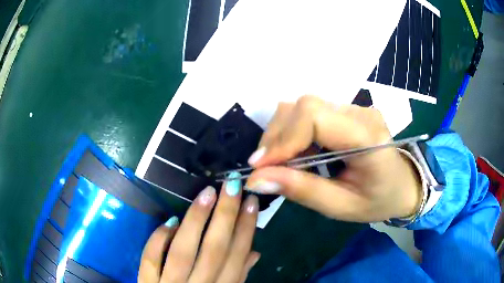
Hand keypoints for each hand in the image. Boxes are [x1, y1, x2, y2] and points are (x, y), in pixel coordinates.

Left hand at [139, 176, 259, 282]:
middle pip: (214, 250)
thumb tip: (254, 252)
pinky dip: (158, 240)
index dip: (245, 229)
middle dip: (225, 216)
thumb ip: (238, 277)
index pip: (237, 257)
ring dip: (196, 220)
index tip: (251, 201)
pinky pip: (150, 259)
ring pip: (183, 251)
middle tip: (231, 185)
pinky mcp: (147, 282)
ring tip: (207, 193)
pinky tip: (170, 221)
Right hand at [245, 95, 421, 221]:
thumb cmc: (379, 200)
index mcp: (367, 136)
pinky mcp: (345, 112)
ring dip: (282, 134)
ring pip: (302, 106)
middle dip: (277, 136)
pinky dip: (292, 133)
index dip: (283, 139)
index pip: (314, 116)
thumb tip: (256, 179)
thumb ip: (302, 190)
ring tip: (280, 163)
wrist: (402, 185)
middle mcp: (359, 113)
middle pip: (304, 106)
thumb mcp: (341, 207)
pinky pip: (309, 113)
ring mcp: (353, 108)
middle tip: (266, 168)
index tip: (261, 167)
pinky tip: (295, 154)